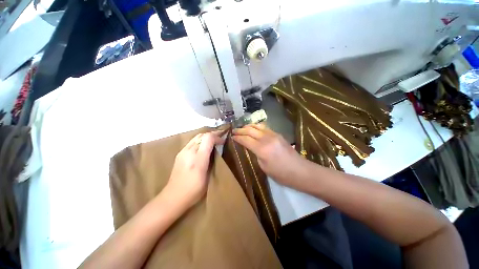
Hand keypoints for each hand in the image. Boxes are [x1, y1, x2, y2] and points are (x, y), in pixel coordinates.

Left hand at [165, 131, 224, 208]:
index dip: (217, 136)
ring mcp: (182, 152)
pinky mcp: (179, 154)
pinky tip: (203, 147)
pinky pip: (192, 142)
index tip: (223, 141)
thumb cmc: (194, 189)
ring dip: (206, 137)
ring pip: (196, 137)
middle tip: (220, 138)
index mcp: (198, 159)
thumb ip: (213, 161)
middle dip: (212, 134)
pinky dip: (200, 141)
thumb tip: (216, 150)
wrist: (173, 196)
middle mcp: (189, 152)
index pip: (208, 138)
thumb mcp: (208, 176)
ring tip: (213, 141)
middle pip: (202, 135)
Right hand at [232, 124, 304, 186]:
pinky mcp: (278, 134)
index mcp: (261, 149)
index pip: (245, 139)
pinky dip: (257, 127)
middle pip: (250, 130)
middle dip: (241, 130)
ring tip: (242, 128)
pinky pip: (265, 127)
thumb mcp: (263, 166)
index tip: (232, 136)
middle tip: (234, 130)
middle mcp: (266, 139)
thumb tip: (251, 146)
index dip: (237, 137)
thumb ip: (256, 154)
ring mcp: (273, 135)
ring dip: (248, 126)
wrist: (299, 171)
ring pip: (258, 126)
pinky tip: (254, 128)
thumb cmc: (280, 174)